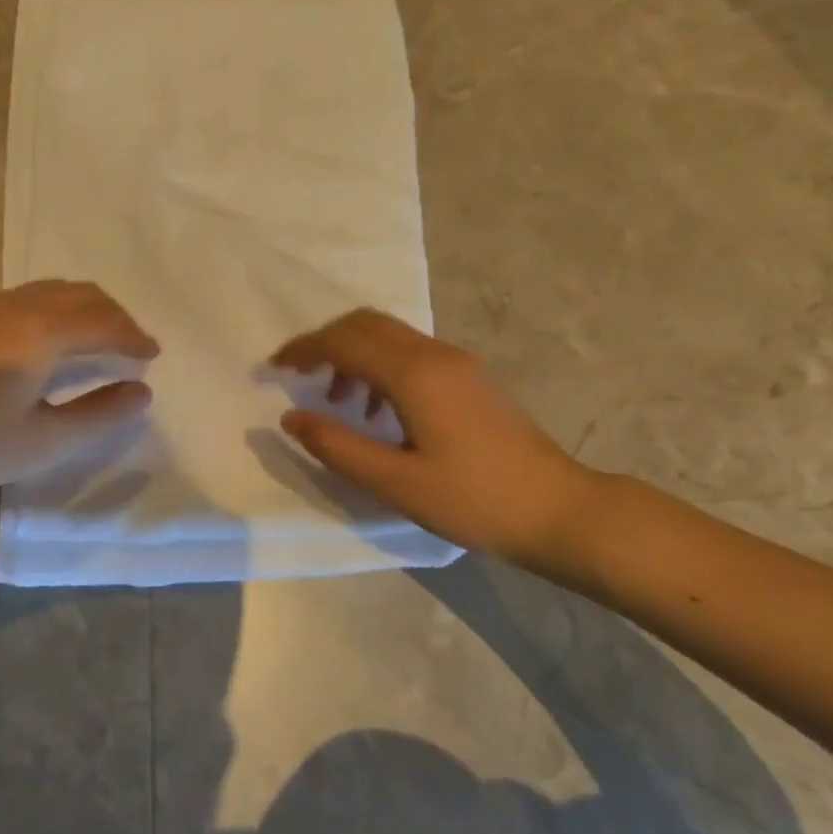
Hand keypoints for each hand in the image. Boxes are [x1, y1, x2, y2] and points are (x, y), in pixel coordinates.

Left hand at [0, 281, 158, 507]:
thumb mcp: (45, 440)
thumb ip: (100, 414)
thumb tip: (142, 392)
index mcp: (41, 331)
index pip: (102, 322)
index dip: (133, 336)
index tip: (154, 354)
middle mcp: (18, 305)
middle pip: (81, 295)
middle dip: (114, 316)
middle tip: (133, 346)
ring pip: (53, 291)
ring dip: (85, 309)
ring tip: (101, 340)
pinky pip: (30, 297)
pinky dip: (58, 309)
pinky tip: (54, 340)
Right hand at [271, 308, 600, 573]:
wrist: (559, 510)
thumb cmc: (474, 500)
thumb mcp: (396, 482)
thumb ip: (337, 446)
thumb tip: (291, 417)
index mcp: (414, 374)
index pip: (344, 341)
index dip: (303, 349)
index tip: (272, 368)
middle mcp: (435, 354)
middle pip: (366, 323)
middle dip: (325, 342)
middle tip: (298, 374)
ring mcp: (458, 362)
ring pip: (389, 336)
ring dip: (353, 354)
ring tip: (338, 402)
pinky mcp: (470, 377)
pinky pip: (411, 353)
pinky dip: (379, 366)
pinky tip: (378, 410)